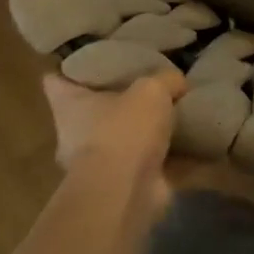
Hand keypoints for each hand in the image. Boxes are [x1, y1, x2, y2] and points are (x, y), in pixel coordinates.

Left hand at [41, 69, 183, 227]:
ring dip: (144, 133)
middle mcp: (76, 135)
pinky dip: (172, 159)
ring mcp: (99, 165)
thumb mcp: (151, 89)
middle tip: (146, 85)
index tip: (90, 60)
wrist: (127, 192)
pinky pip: (151, 166)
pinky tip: (197, 144)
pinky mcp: (124, 186)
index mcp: (70, 106)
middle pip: (92, 111)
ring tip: (176, 112)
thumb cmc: (124, 130)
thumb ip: (165, 79)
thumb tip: (177, 84)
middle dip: (116, 102)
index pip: (56, 81)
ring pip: (122, 140)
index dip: (70, 68)